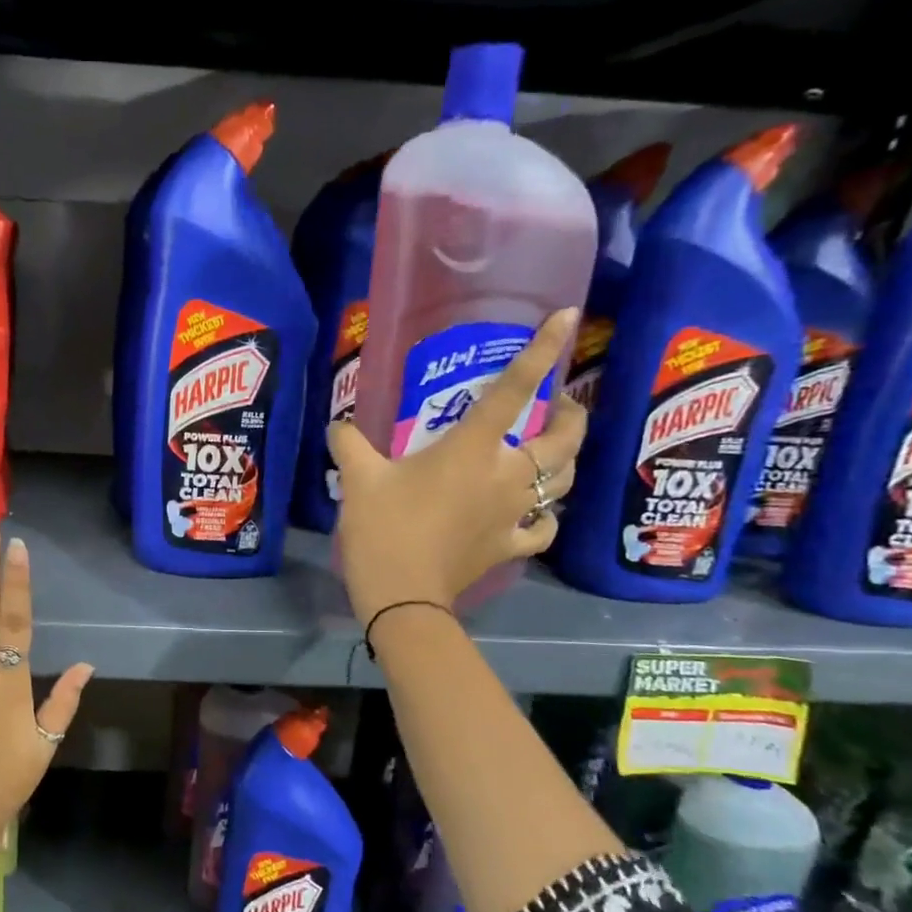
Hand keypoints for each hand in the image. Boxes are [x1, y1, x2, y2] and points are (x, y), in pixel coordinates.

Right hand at [328, 309, 584, 625]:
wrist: (401, 594)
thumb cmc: (383, 528)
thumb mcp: (357, 479)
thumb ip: (349, 444)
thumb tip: (339, 426)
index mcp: (471, 449)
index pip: (513, 390)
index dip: (542, 351)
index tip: (565, 317)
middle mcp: (507, 475)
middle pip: (564, 438)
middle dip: (572, 414)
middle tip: (560, 405)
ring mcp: (515, 514)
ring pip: (565, 480)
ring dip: (566, 461)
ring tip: (552, 452)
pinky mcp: (510, 546)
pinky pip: (543, 528)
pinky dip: (546, 517)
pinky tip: (536, 513)